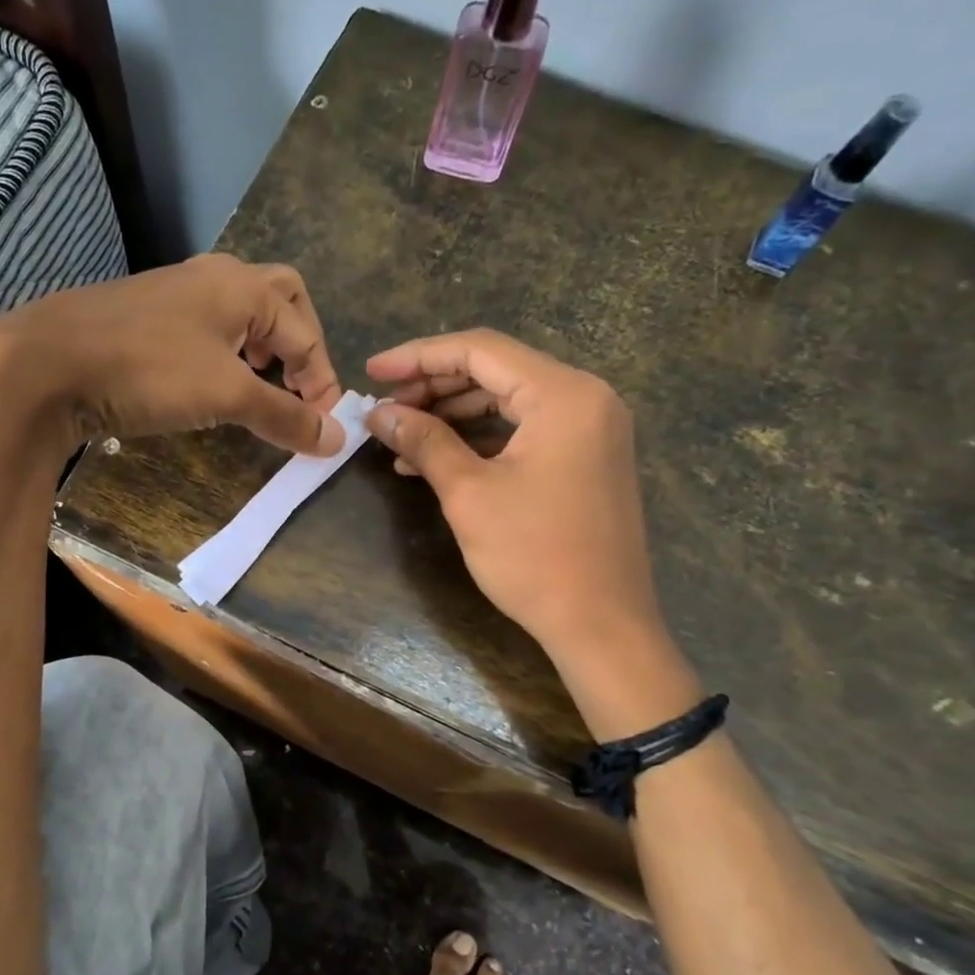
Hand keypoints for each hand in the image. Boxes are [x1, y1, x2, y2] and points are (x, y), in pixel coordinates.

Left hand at [0, 253, 344, 455]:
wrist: (48, 363)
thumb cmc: (149, 370)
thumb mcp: (226, 395)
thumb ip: (285, 416)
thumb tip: (338, 439)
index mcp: (244, 287)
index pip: (306, 332)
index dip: (323, 382)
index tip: (322, 427)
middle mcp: (216, 277)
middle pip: (282, 299)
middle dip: (300, 344)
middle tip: (298, 387)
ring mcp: (178, 291)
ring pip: (243, 311)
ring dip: (264, 346)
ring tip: (261, 384)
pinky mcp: (149, 315)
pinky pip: (209, 325)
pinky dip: (228, 352)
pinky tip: (212, 382)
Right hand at [366, 329, 665, 659]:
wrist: (601, 624)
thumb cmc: (534, 557)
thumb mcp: (469, 494)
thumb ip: (424, 441)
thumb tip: (378, 413)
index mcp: (563, 394)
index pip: (480, 350)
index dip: (418, 356)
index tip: (372, 371)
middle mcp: (585, 397)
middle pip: (496, 370)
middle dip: (434, 385)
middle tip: (384, 408)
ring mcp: (591, 428)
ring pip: (508, 400)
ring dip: (452, 413)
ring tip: (402, 435)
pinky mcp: (586, 457)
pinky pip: (525, 430)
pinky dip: (480, 438)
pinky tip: (436, 459)